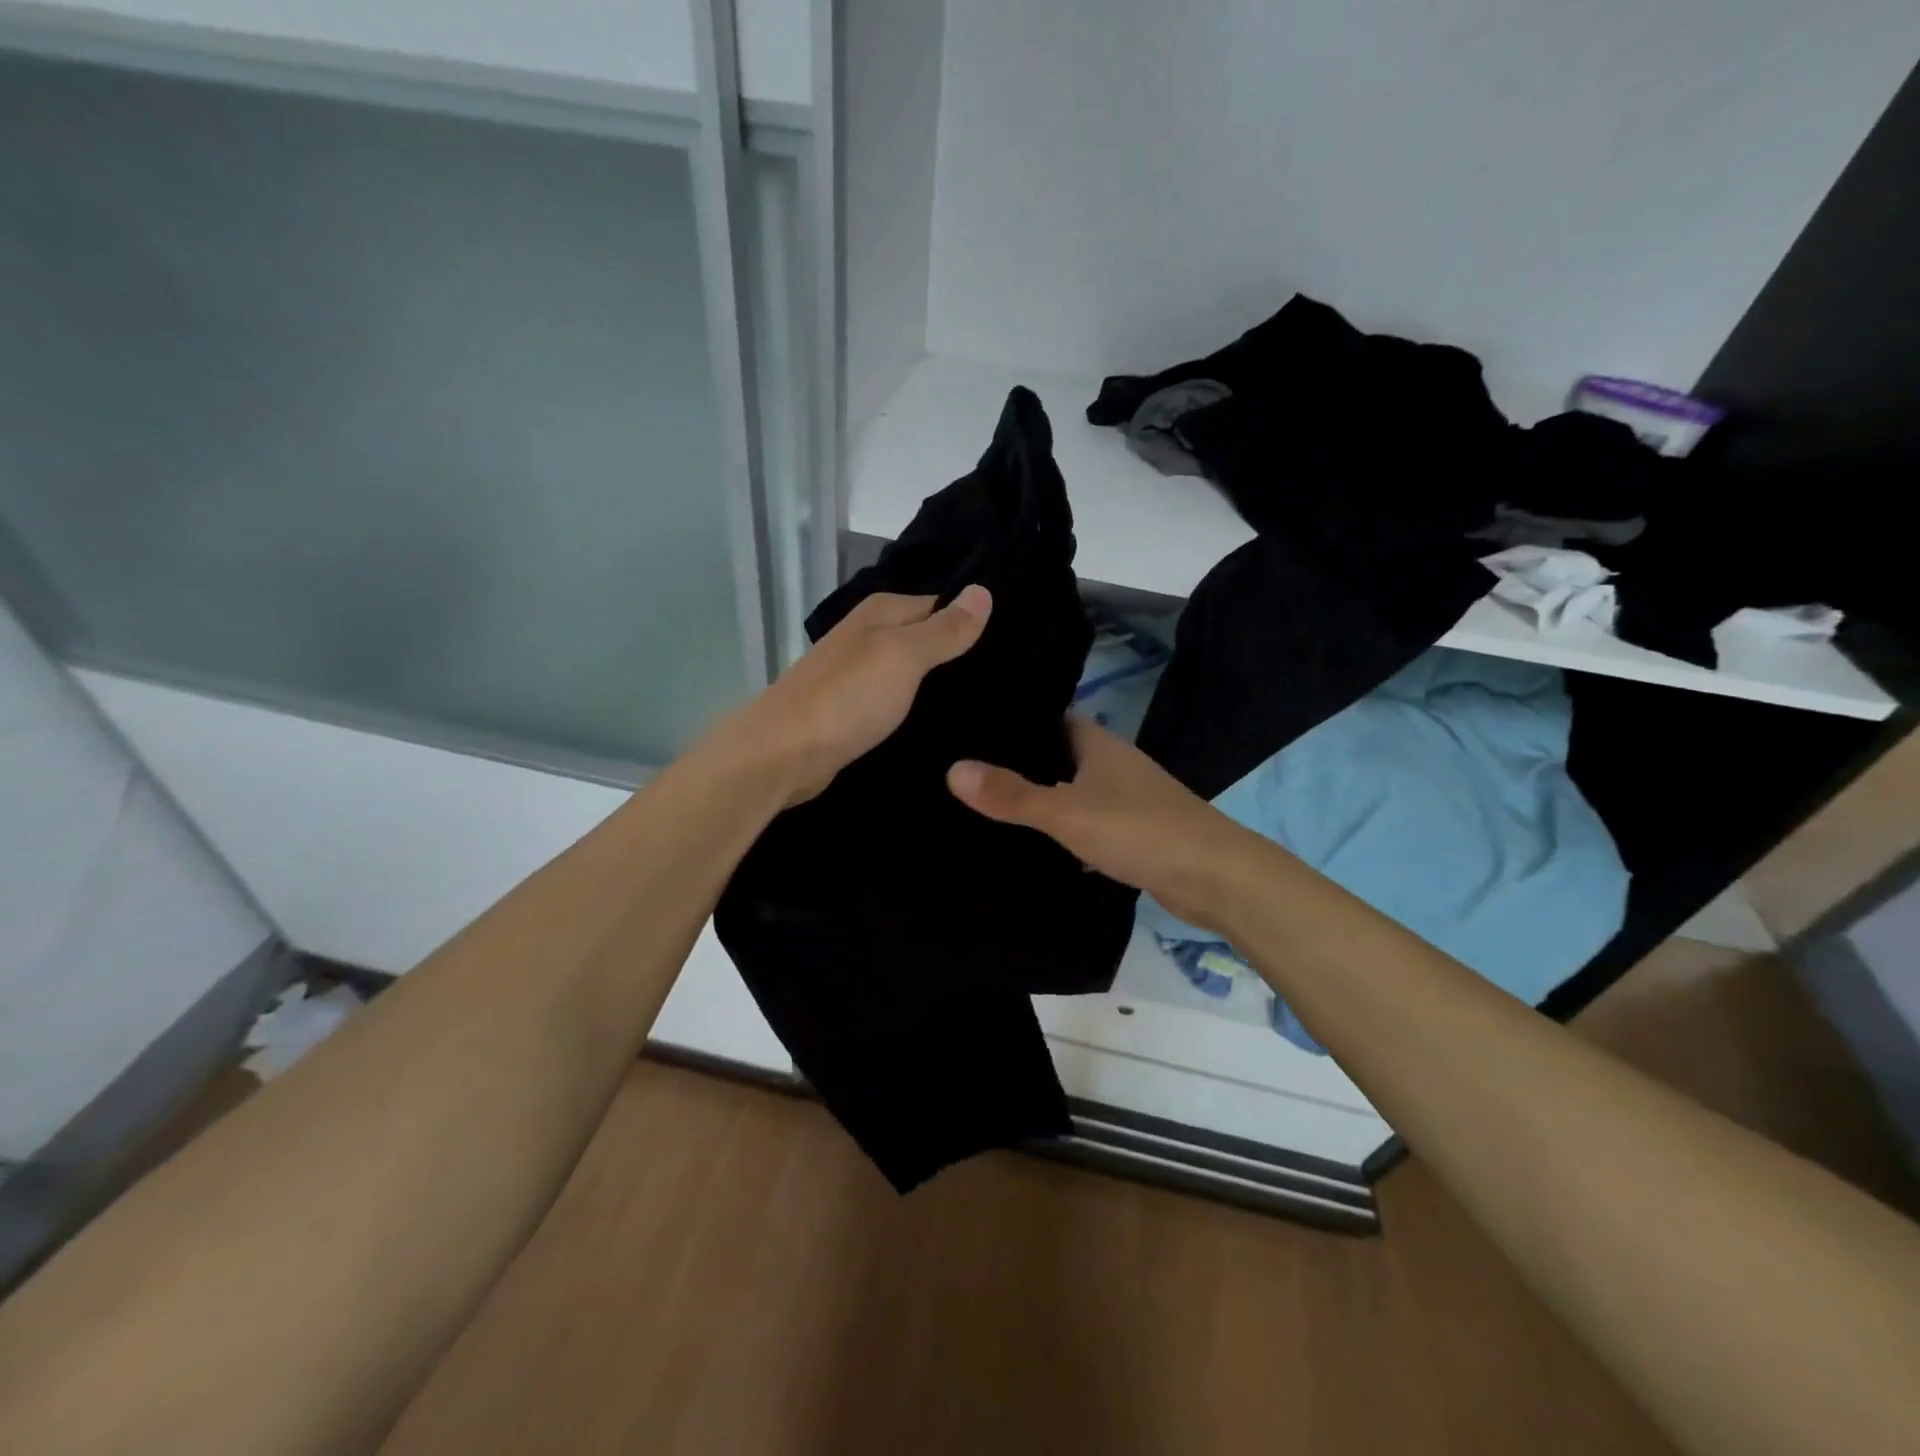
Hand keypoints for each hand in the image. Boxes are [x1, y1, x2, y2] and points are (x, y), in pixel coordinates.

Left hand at [716, 586, 992, 806]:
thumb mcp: (902, 657)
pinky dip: (919, 708)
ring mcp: (859, 674)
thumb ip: (943, 629)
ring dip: (941, 685)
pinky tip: (945, 724)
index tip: (1015, 645)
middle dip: (961, 655)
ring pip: (913, 671)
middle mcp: (869, 635)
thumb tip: (983, 591)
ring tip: (991, 703)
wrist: (782, 756)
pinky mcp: (854, 709)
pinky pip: (898, 700)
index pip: (942, 604)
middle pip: (927, 638)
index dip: (974, 621)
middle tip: (1013, 679)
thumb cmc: (846, 699)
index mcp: (881, 612)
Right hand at [946, 715, 1253, 929]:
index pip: (1046, 717)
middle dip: (1019, 764)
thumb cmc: (1140, 830)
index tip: (967, 728)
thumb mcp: (1067, 812)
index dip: (1010, 721)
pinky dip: (1062, 831)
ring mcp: (1124, 798)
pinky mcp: (1133, 832)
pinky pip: (1085, 822)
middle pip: (1056, 755)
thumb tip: (952, 770)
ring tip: (987, 806)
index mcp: (1096, 743)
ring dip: (1040, 798)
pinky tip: (1032, 846)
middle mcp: (1111, 763)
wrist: (1215, 878)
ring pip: (1071, 790)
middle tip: (965, 770)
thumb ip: (1012, 795)